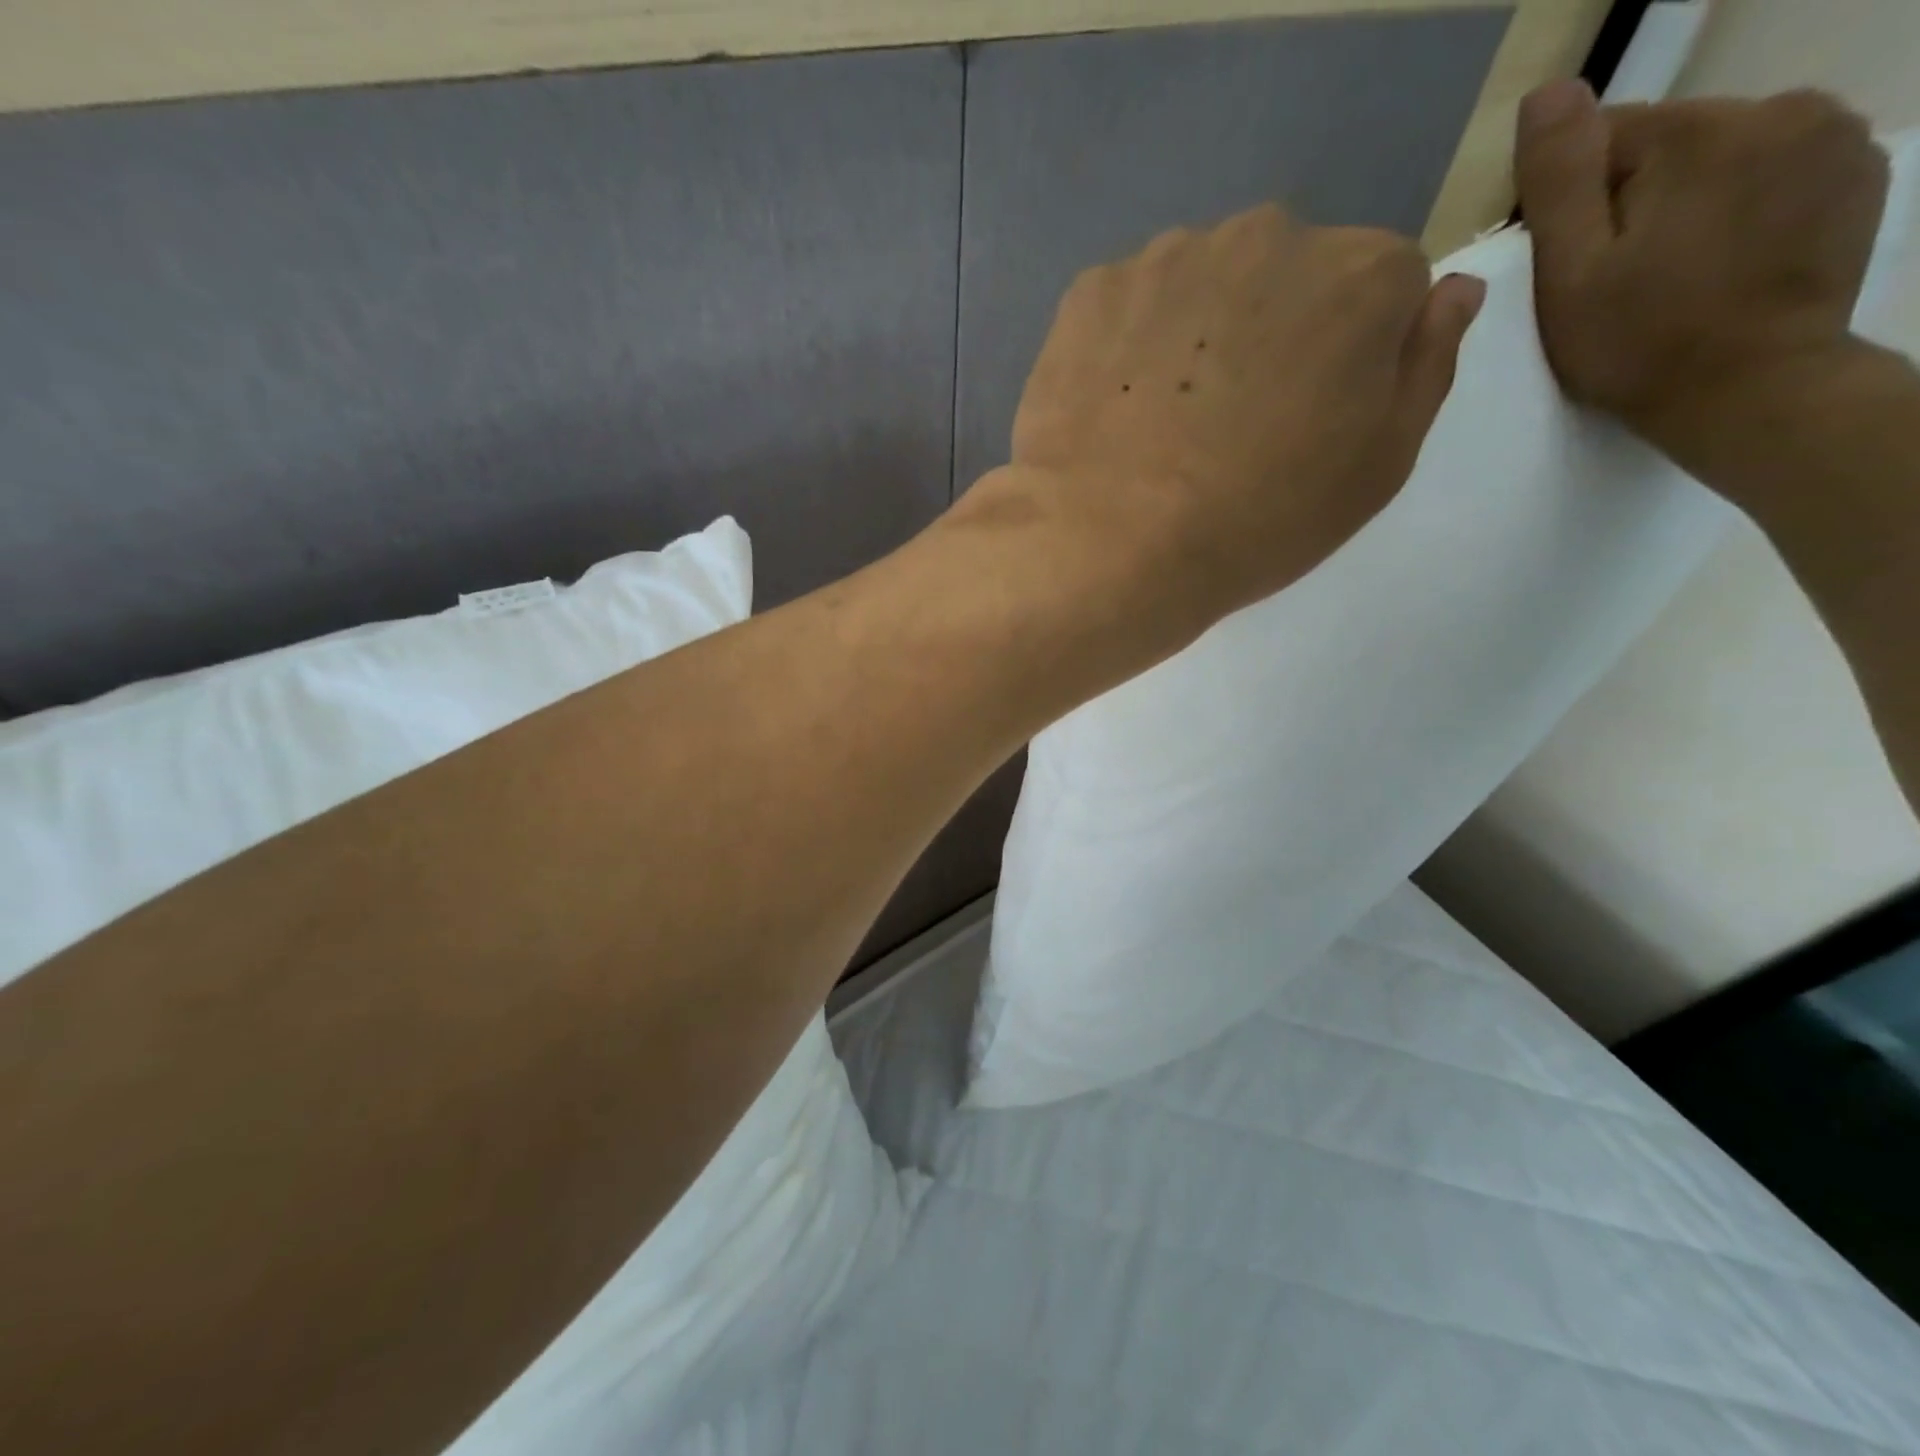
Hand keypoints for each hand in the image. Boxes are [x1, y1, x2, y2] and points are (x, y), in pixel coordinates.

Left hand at [960, 206, 1482, 648]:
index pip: (1382, 290)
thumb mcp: (1376, 469)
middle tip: (1229, 426)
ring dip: (1196, 333)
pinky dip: (1127, 346)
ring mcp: (1168, 258)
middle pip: (1288, 276)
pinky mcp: (1090, 292)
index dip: (1349, 358)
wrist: (1111, 548)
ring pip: (1202, 285)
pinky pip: (1128, 308)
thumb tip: (1453, 291)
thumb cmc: (1255, 523)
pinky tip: (1112, 410)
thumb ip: (1426, 367)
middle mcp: (1269, 236)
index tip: (1310, 419)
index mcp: (1363, 275)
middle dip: (1274, 332)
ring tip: (1162, 424)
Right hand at [1514, 80, 1891, 491]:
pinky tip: (1723, 261)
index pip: (1604, 138)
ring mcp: (1834, 136)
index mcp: (1698, 132)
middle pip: (1668, 144)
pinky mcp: (1857, 172)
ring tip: (1673, 274)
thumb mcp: (1570, 274)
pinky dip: (1740, 207)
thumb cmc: (1638, 343)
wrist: (1752, 391)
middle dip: (1633, 201)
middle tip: (1620, 280)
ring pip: (1721, 156)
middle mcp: (1778, 108)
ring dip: (1687, 203)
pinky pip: (1771, 172)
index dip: (1570, 205)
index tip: (1571, 265)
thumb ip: (1560, 179)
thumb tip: (1546, 91)